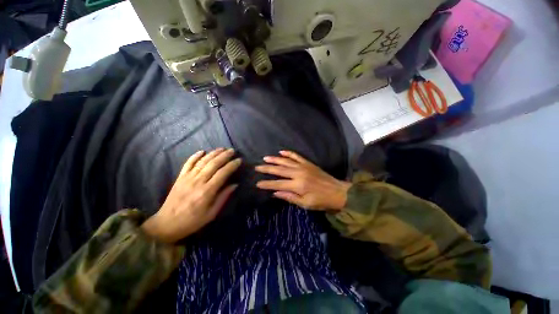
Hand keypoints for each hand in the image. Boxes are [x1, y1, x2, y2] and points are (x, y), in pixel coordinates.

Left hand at [142, 148, 240, 242]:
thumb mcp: (212, 213)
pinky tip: (202, 151)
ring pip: (203, 161)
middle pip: (213, 164)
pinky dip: (195, 156)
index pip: (223, 173)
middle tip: (232, 150)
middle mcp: (198, 181)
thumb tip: (235, 184)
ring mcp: (188, 178)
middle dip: (224, 155)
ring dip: (213, 153)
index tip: (239, 160)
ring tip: (222, 149)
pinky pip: (188, 163)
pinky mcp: (180, 177)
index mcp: (207, 191)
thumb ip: (223, 197)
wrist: (167, 224)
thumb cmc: (193, 220)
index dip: (232, 165)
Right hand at [255, 151, 350, 210]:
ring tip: (265, 158)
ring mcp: (303, 166)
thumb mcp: (305, 204)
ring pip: (285, 161)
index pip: (278, 184)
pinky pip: (296, 156)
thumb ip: (289, 197)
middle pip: (279, 170)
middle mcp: (298, 173)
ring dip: (274, 159)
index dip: (267, 184)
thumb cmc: (321, 201)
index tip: (257, 184)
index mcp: (297, 185)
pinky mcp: (308, 163)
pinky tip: (281, 152)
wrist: (337, 192)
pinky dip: (288, 153)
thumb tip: (275, 193)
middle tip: (257, 167)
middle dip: (267, 169)